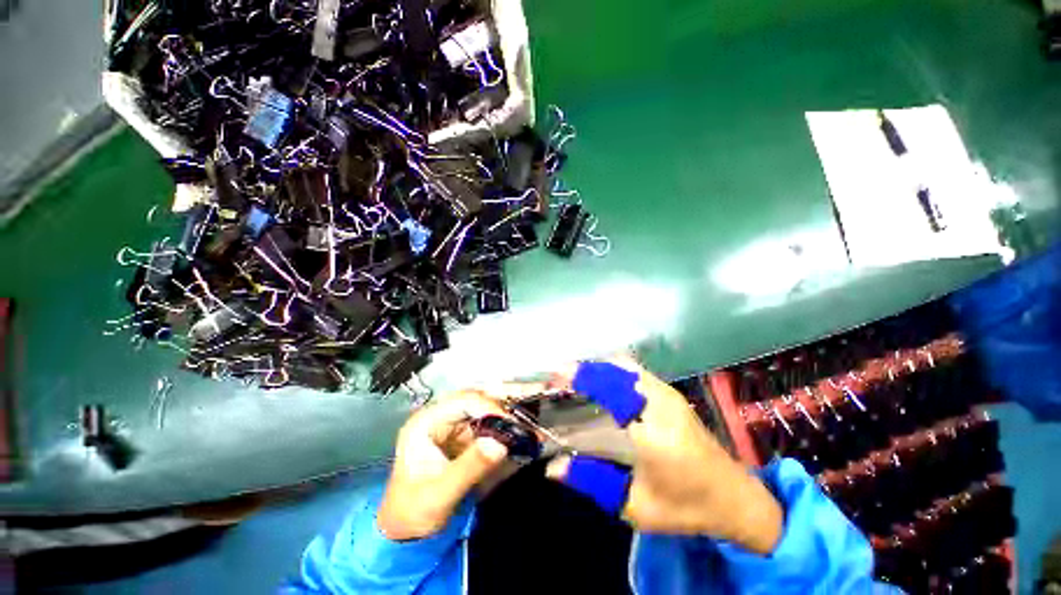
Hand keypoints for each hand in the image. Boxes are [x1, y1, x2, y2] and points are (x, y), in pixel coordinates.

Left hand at [378, 391, 510, 540]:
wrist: (406, 534)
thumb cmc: (414, 513)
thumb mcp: (440, 494)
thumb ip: (470, 467)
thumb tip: (501, 443)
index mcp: (427, 422)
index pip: (465, 400)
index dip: (491, 407)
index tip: (512, 425)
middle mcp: (440, 417)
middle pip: (478, 401)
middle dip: (502, 412)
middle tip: (523, 426)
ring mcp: (453, 426)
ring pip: (486, 412)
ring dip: (505, 421)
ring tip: (525, 433)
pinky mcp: (462, 438)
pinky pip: (488, 427)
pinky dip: (503, 433)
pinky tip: (516, 441)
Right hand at [547, 357, 783, 553]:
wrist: (736, 499)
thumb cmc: (686, 507)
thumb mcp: (635, 505)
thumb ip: (592, 481)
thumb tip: (552, 467)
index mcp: (653, 429)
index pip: (611, 388)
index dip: (582, 377)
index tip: (556, 375)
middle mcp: (661, 401)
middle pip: (616, 369)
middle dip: (586, 369)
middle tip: (561, 378)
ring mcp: (669, 394)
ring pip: (625, 366)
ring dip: (598, 368)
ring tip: (575, 379)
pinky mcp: (671, 394)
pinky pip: (634, 372)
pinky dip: (612, 371)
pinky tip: (599, 383)